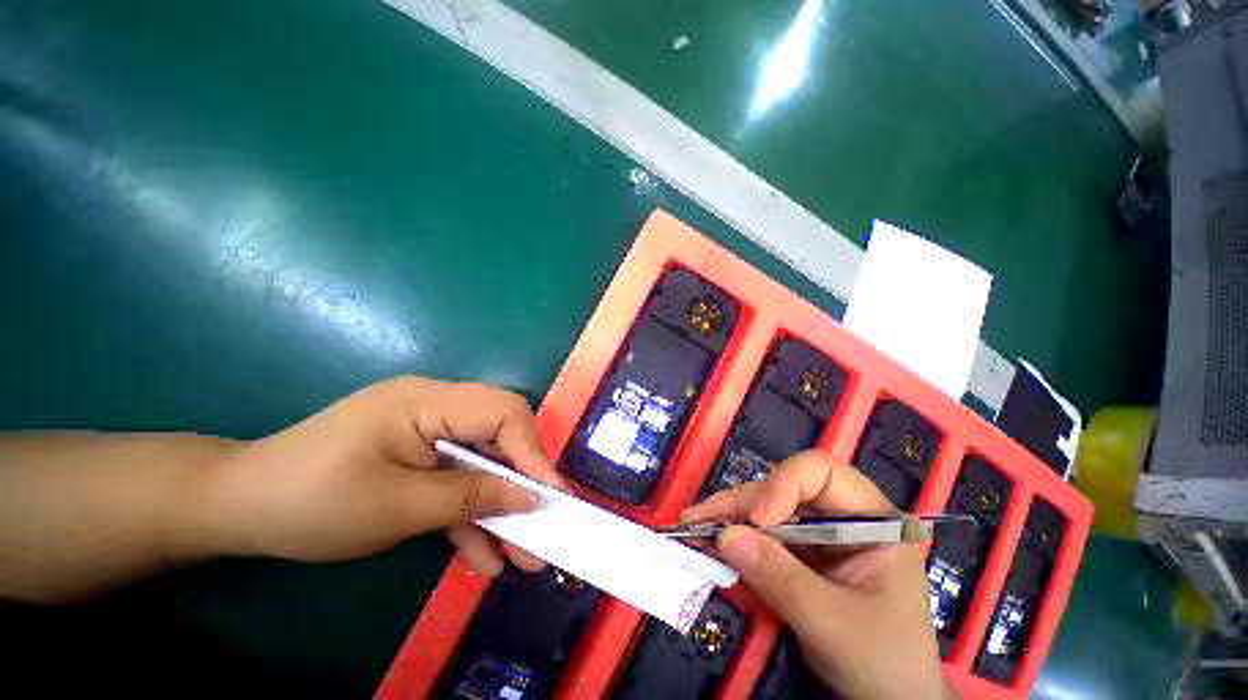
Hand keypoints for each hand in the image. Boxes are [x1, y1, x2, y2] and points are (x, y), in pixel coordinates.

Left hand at [207, 377, 561, 575]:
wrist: (240, 510)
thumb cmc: (310, 501)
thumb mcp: (398, 507)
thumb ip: (471, 497)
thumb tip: (531, 498)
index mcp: (428, 401)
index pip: (503, 411)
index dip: (532, 450)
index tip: (549, 496)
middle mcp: (437, 408)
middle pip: (500, 438)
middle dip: (522, 484)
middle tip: (543, 531)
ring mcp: (429, 433)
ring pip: (482, 465)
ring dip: (501, 509)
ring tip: (521, 558)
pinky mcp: (421, 458)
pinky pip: (456, 481)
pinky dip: (469, 516)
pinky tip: (483, 557)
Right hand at [681, 451, 949, 699]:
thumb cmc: (883, 662)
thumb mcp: (834, 625)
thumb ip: (782, 580)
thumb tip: (726, 537)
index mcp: (871, 519)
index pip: (822, 473)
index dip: (784, 484)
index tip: (758, 520)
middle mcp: (841, 516)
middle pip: (783, 488)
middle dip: (741, 503)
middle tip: (698, 519)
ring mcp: (819, 533)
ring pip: (766, 507)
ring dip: (729, 517)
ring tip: (692, 527)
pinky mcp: (800, 552)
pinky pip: (762, 534)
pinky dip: (735, 538)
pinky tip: (709, 542)